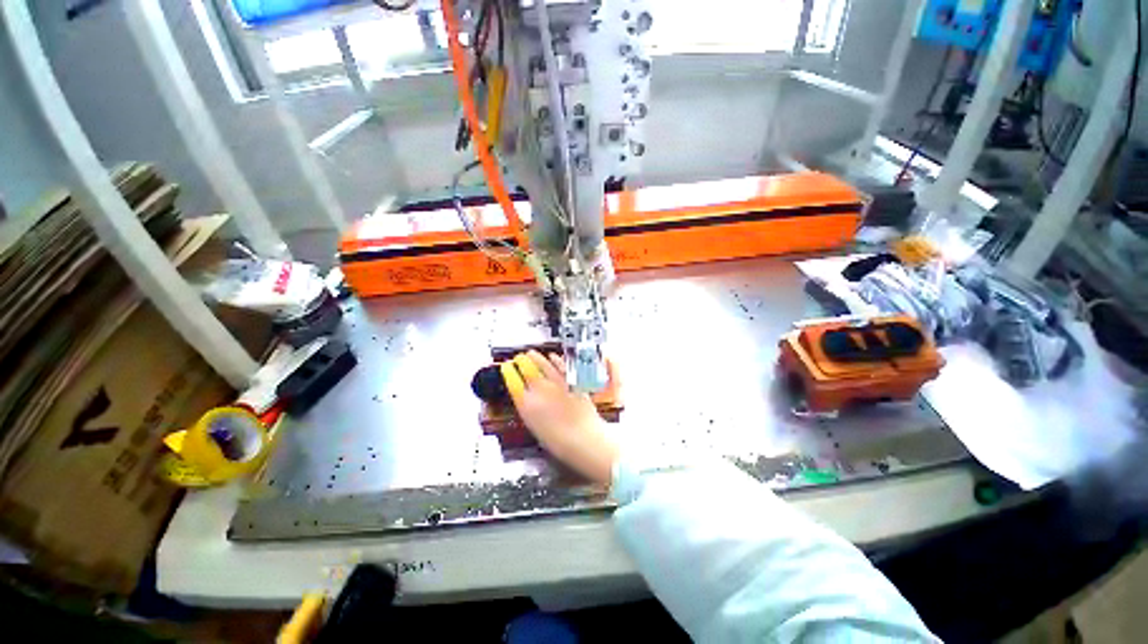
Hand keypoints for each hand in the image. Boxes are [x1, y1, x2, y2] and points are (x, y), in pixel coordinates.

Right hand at [500, 351, 618, 483]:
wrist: (584, 439)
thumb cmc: (559, 442)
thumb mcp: (536, 428)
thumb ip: (529, 410)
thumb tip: (527, 400)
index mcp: (527, 404)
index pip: (513, 381)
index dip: (508, 372)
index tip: (506, 367)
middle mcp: (540, 390)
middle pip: (527, 369)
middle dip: (520, 361)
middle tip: (518, 358)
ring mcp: (556, 383)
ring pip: (543, 363)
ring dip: (535, 357)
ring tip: (531, 353)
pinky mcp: (571, 381)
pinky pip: (561, 365)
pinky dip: (555, 359)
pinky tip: (553, 356)